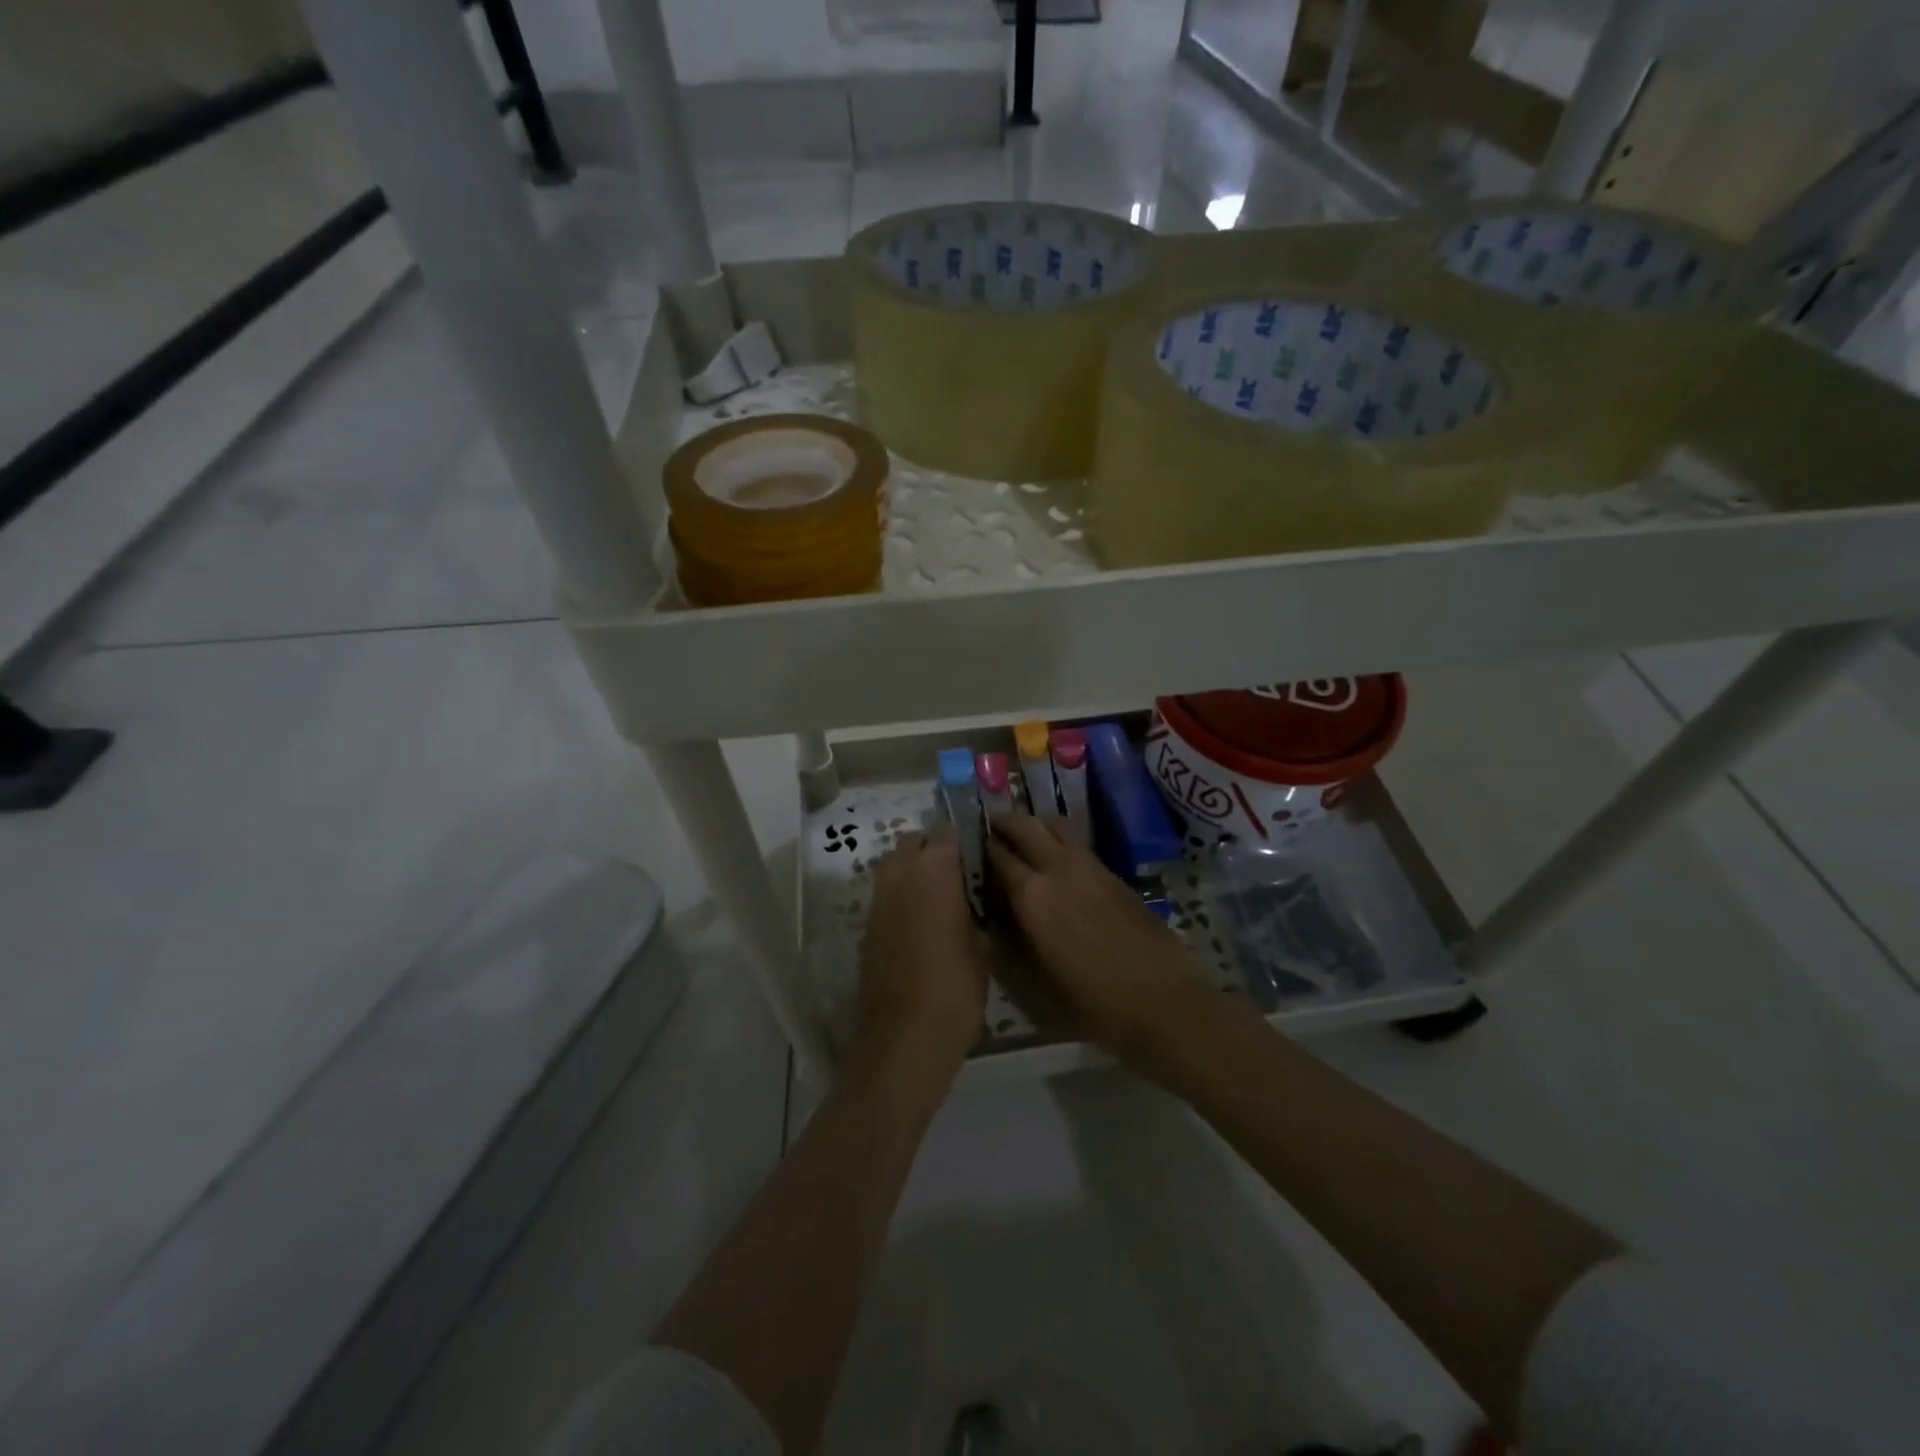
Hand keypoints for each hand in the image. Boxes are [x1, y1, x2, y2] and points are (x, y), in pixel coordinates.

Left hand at [857, 828, 990, 1073]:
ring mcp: (878, 900)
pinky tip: (920, 921)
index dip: (961, 841)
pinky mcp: (867, 926)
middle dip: (932, 849)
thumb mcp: (981, 947)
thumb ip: (972, 913)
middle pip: (912, 843)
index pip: (946, 834)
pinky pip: (886, 895)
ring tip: (938, 896)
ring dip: (913, 871)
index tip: (976, 855)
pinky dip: (901, 897)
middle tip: (956, 872)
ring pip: (894, 866)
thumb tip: (966, 906)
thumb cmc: (956, 987)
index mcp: (934, 872)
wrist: (905, 1036)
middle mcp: (900, 876)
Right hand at [985, 813, 1209, 1061]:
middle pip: (1024, 825)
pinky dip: (1058, 838)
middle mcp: (1056, 868)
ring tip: (1024, 838)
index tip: (969, 849)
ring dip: (1034, 824)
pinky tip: (1055, 858)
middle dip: (1004, 823)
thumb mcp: (1035, 979)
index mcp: (1031, 894)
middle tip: (992, 830)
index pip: (996, 854)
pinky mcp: (1112, 872)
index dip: (980, 849)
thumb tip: (992, 914)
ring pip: (1054, 824)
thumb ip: (1009, 940)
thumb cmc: (1091, 1001)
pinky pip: (1077, 842)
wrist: (1161, 1000)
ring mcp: (1089, 865)